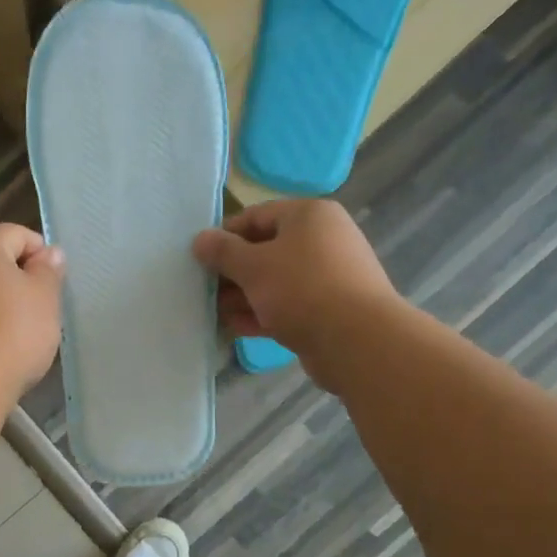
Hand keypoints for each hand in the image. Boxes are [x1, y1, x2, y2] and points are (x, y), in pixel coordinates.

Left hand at [0, 223, 65, 398]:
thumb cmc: (14, 331)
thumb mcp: (45, 297)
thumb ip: (49, 270)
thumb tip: (50, 253)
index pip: (18, 234)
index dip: (42, 255)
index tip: (54, 286)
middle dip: (20, 281)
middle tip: (42, 310)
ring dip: (1, 304)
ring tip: (21, 334)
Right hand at [192, 200, 398, 390]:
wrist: (356, 340)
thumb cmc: (301, 289)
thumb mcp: (253, 266)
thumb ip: (222, 252)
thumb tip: (200, 239)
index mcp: (309, 216)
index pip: (256, 216)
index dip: (225, 236)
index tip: (200, 259)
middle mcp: (323, 239)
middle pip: (265, 250)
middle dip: (233, 272)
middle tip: (205, 290)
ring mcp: (328, 276)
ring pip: (276, 281)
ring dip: (244, 296)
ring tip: (218, 314)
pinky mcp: (329, 308)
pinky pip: (289, 305)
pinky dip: (263, 313)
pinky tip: (238, 328)